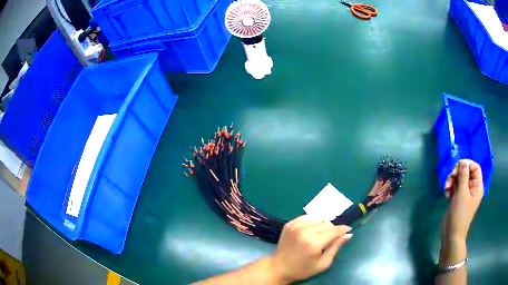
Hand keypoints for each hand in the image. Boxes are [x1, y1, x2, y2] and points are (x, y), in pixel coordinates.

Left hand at [270, 215, 352, 282]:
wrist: (278, 268)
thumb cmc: (303, 269)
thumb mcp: (323, 263)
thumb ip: (336, 247)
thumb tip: (348, 234)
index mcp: (314, 242)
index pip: (334, 230)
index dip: (343, 229)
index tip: (348, 230)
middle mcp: (305, 231)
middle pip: (327, 223)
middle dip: (332, 230)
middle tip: (329, 239)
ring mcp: (296, 225)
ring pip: (318, 219)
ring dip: (321, 226)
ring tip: (318, 237)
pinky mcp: (289, 223)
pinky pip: (307, 218)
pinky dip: (311, 223)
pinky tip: (309, 232)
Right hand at [442, 159, 483, 241]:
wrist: (451, 234)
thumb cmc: (460, 214)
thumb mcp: (462, 193)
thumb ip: (463, 175)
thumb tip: (462, 161)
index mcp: (477, 186)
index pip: (475, 167)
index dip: (467, 164)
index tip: (458, 166)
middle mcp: (472, 188)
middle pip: (466, 172)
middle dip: (457, 173)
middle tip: (450, 179)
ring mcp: (464, 193)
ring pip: (459, 179)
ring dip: (451, 180)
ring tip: (446, 188)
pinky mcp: (457, 198)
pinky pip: (454, 186)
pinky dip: (449, 188)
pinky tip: (446, 194)